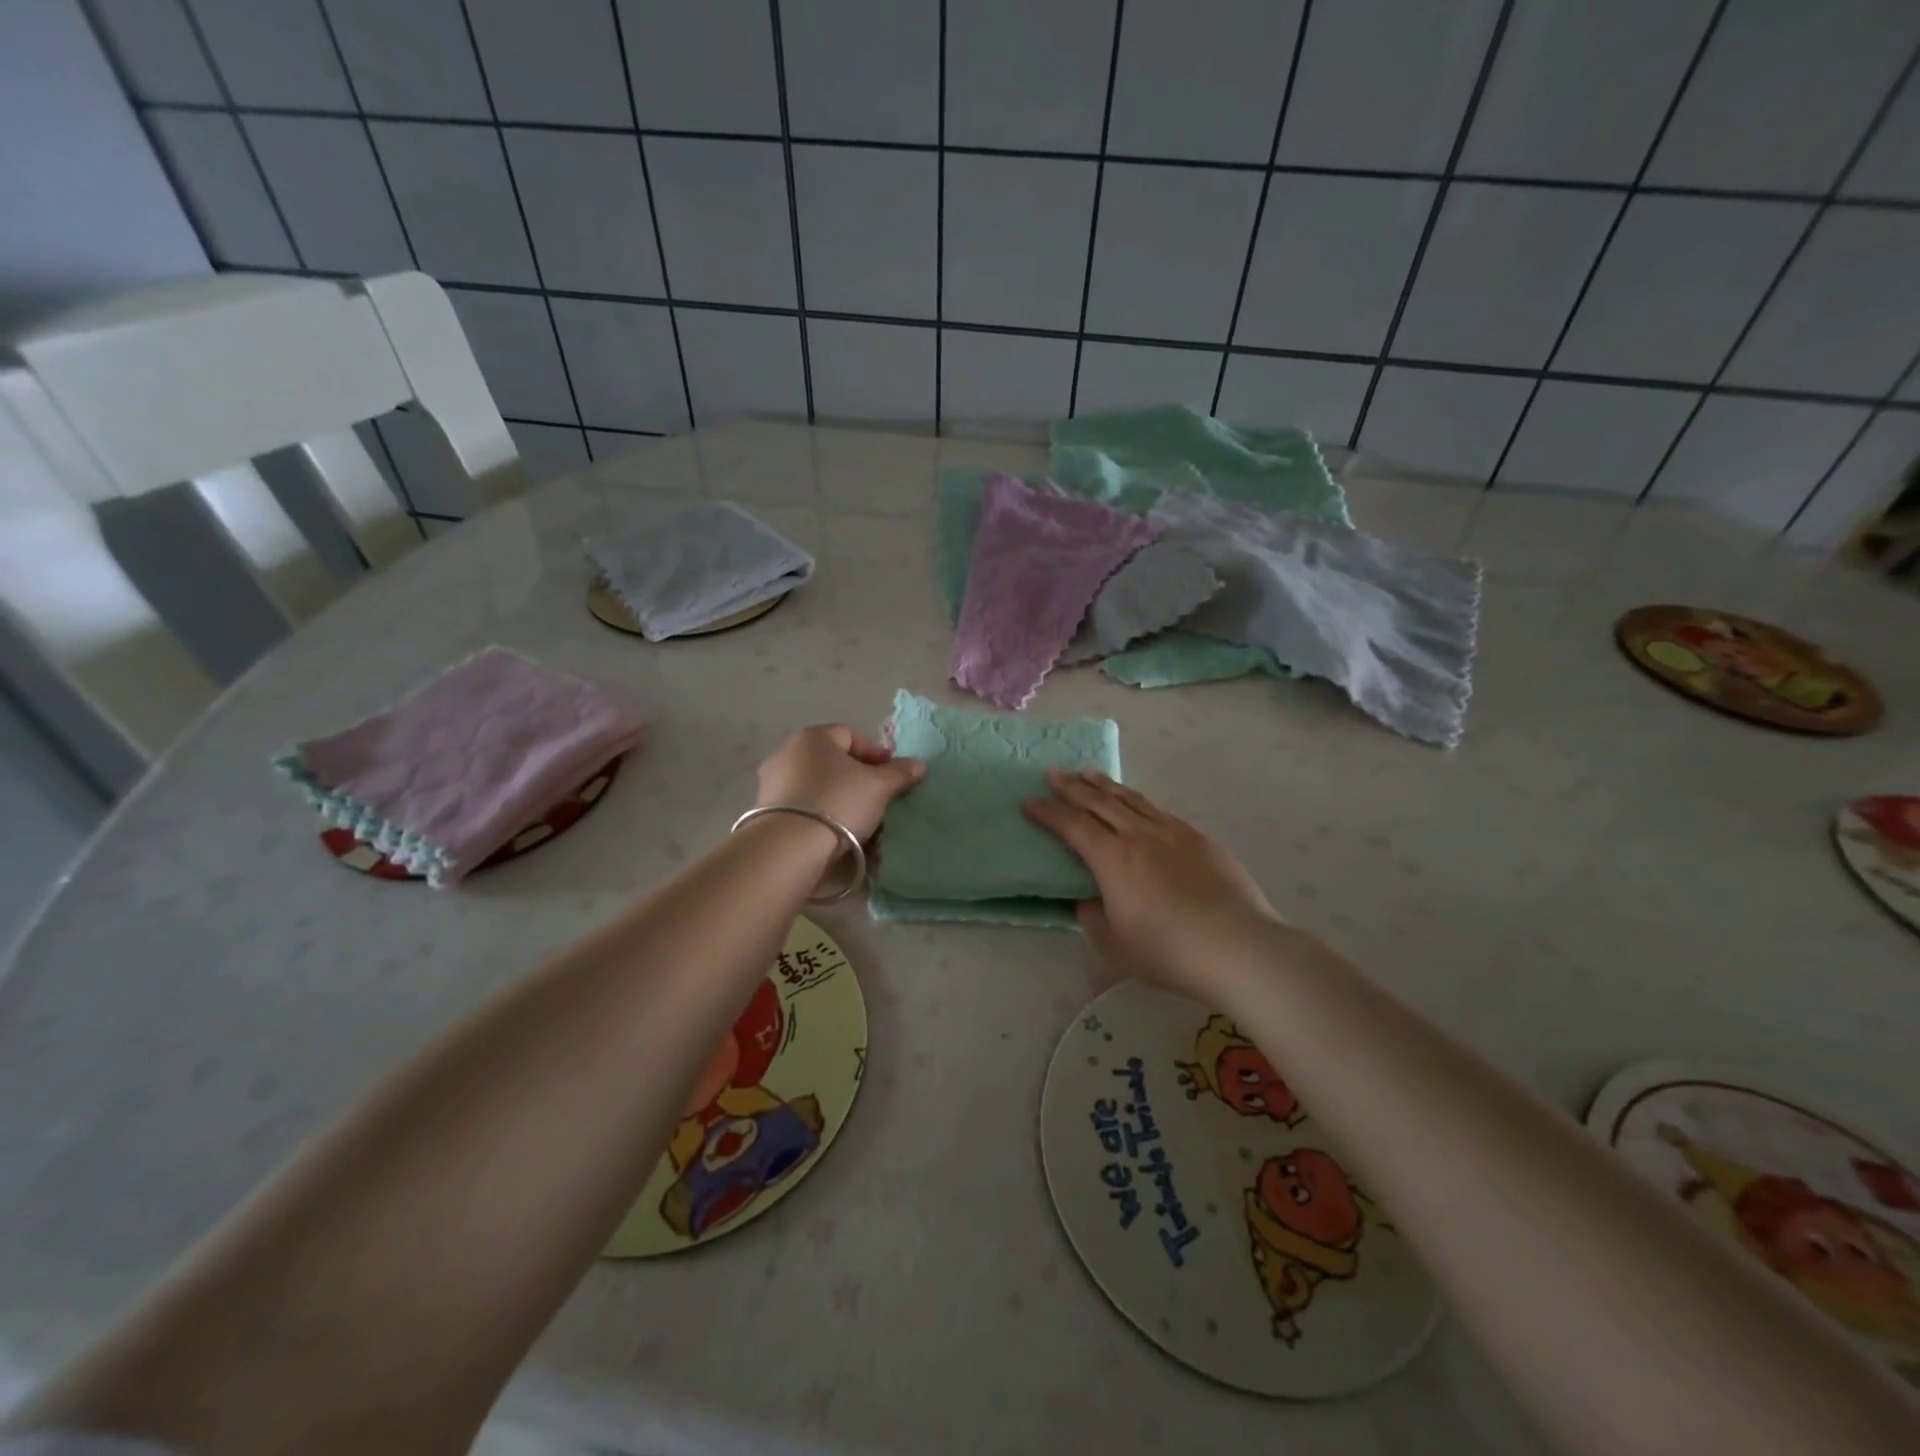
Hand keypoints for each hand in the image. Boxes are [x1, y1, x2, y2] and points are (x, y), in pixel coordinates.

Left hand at [755, 724, 925, 842]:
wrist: (789, 847)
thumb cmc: (838, 802)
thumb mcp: (879, 786)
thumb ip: (899, 773)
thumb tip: (918, 764)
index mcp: (813, 737)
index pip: (851, 735)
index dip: (876, 753)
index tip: (892, 776)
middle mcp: (787, 752)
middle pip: (832, 760)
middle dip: (857, 776)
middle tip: (878, 797)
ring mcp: (772, 782)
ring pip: (817, 784)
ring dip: (838, 796)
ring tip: (859, 818)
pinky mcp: (764, 811)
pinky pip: (802, 806)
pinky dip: (820, 813)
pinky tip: (835, 832)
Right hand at [1023, 770, 1279, 1002]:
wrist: (1238, 947)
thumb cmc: (1168, 952)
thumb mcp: (1114, 946)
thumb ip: (1093, 919)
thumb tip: (1088, 900)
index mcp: (1112, 859)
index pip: (1071, 825)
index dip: (1048, 812)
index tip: (1029, 801)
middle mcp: (1139, 835)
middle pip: (1099, 802)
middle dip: (1071, 787)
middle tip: (1053, 773)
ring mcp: (1173, 833)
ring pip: (1131, 800)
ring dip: (1106, 785)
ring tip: (1089, 773)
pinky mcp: (1200, 839)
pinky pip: (1159, 811)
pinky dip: (1139, 802)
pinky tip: (1138, 804)